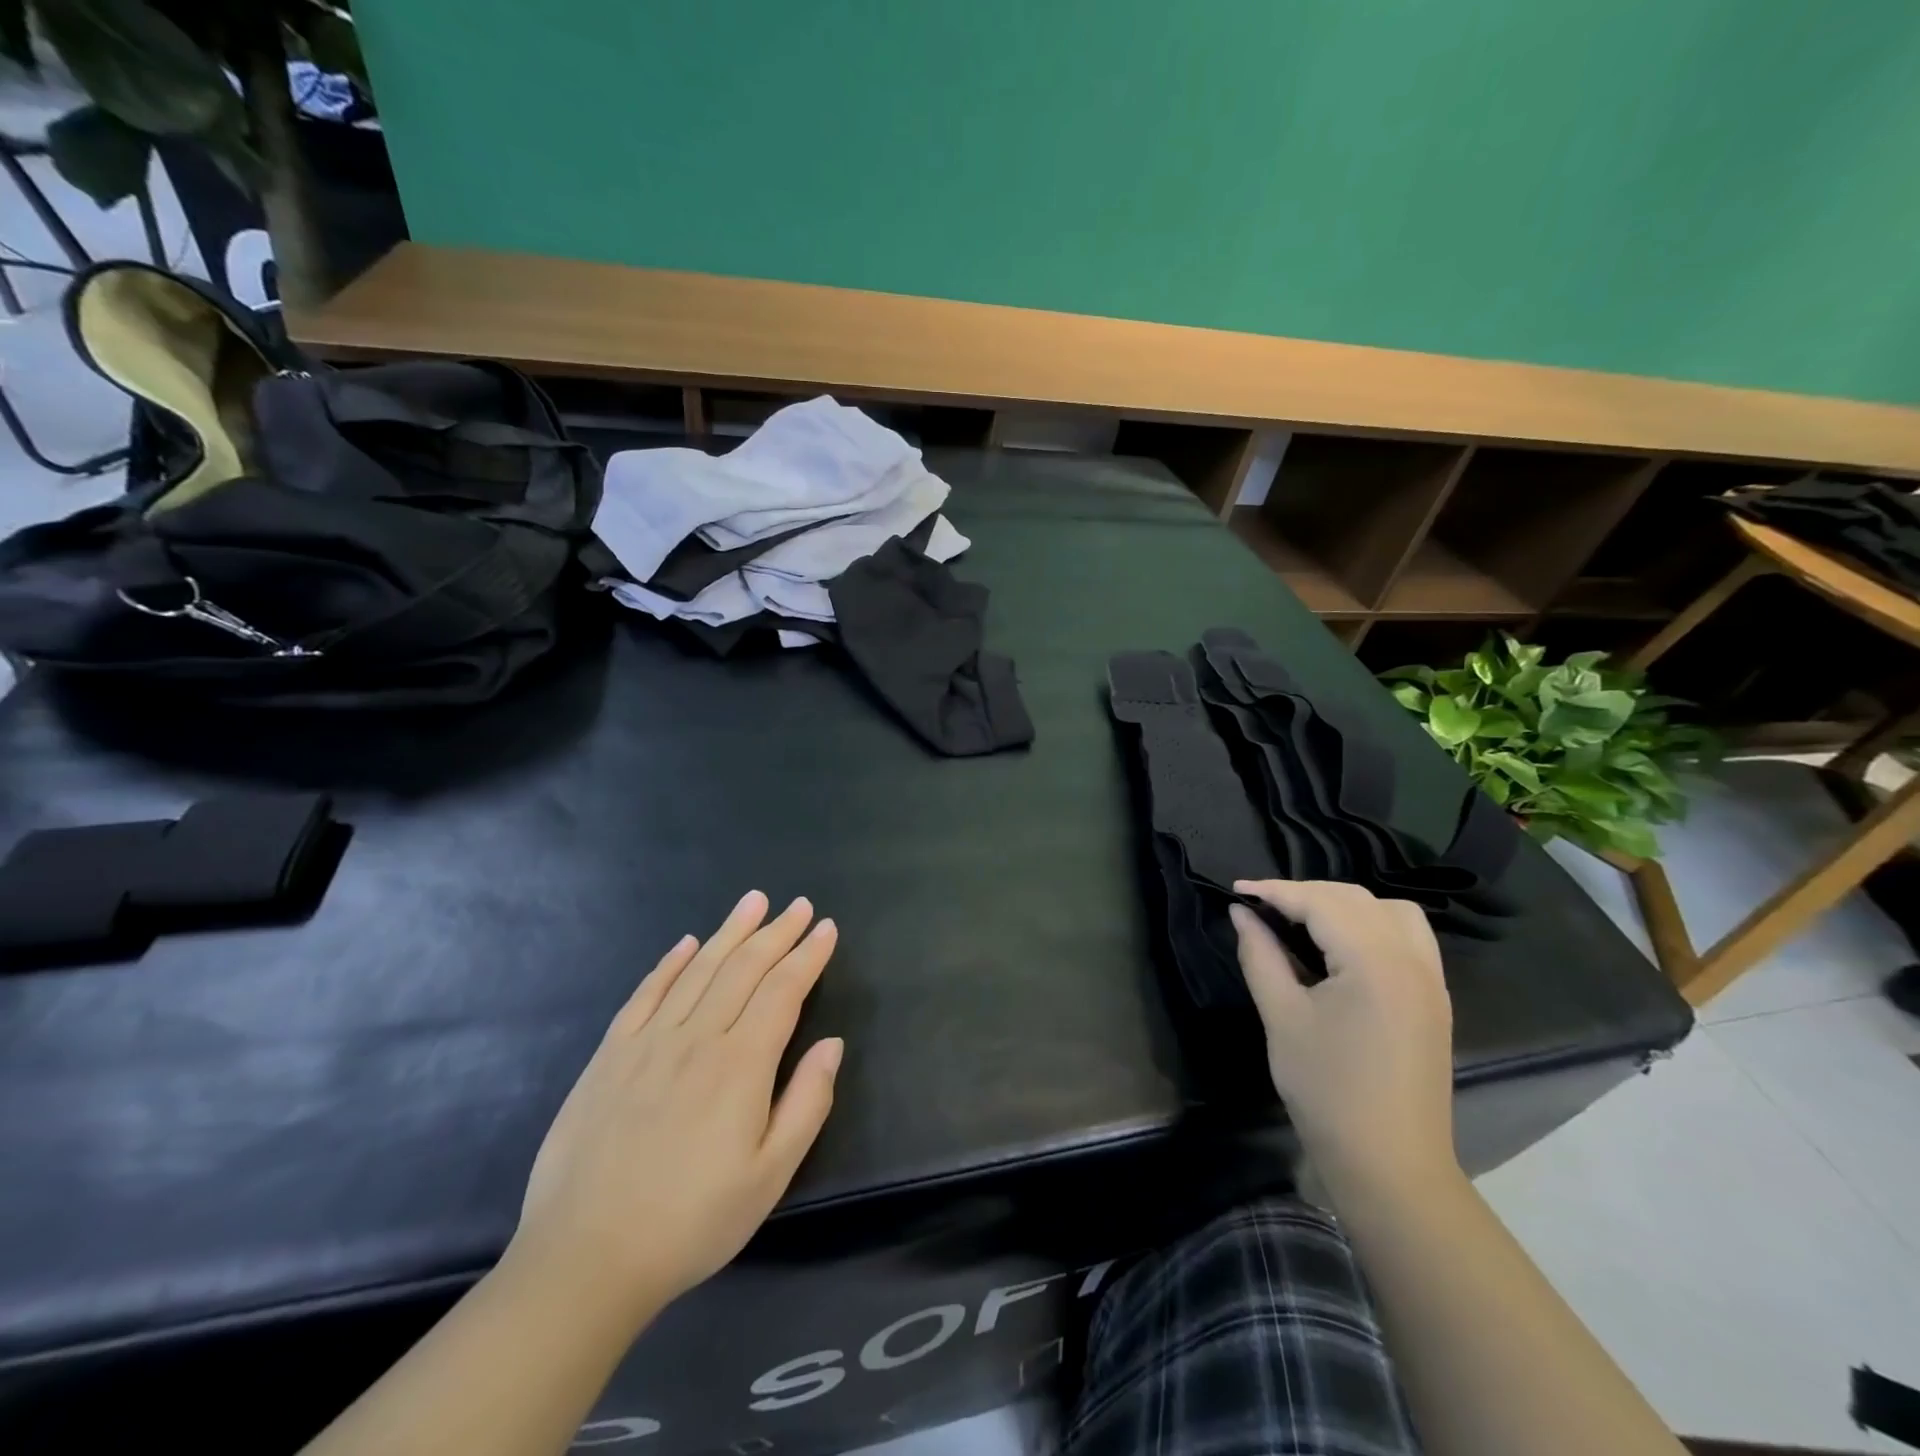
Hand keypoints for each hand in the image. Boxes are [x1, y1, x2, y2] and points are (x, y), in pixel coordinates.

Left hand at [512, 891, 842, 1320]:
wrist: (585, 1260)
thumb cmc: (691, 1222)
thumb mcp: (770, 1177)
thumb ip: (807, 1104)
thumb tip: (832, 1045)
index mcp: (741, 1064)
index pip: (783, 990)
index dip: (808, 955)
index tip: (827, 928)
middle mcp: (697, 1037)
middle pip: (744, 968)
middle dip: (777, 932)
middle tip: (800, 904)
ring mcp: (648, 1041)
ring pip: (698, 969)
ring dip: (730, 931)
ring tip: (754, 902)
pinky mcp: (610, 1055)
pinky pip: (645, 993)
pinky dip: (670, 963)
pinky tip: (686, 943)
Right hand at [1230, 879, 1458, 1200]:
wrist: (1390, 1165)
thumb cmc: (1327, 1090)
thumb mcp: (1282, 1017)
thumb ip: (1260, 956)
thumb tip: (1241, 914)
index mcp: (1374, 962)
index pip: (1320, 903)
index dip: (1274, 890)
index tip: (1235, 889)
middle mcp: (1411, 959)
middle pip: (1354, 899)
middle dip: (1304, 894)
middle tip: (1260, 907)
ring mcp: (1430, 979)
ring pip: (1389, 911)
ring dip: (1343, 904)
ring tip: (1303, 920)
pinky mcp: (1434, 999)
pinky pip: (1408, 936)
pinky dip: (1372, 924)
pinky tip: (1342, 946)